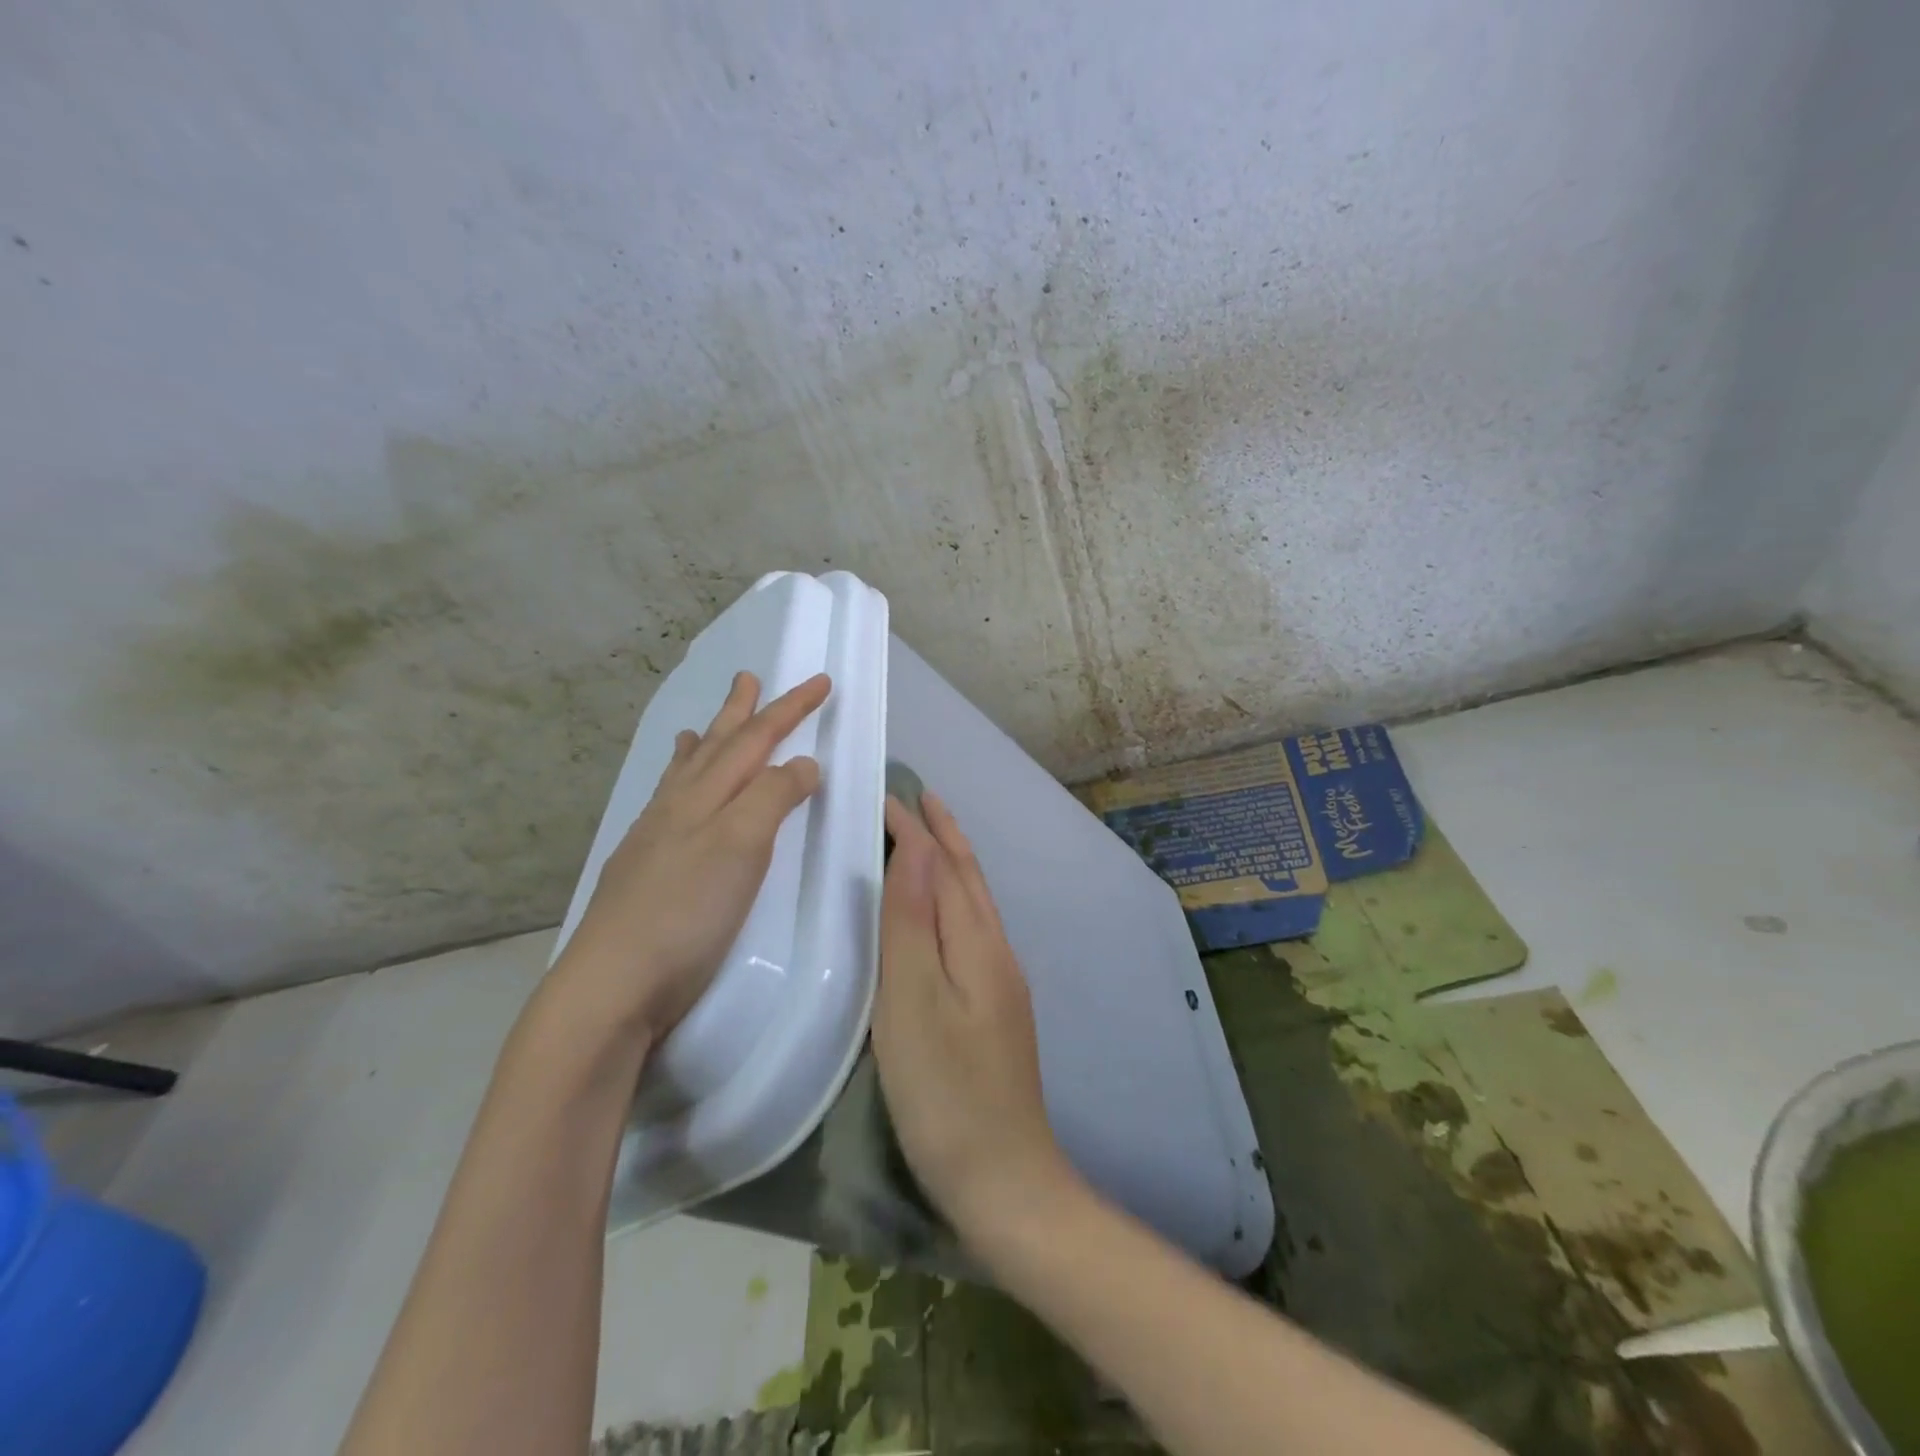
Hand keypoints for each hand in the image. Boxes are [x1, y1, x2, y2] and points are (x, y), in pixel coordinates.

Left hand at [547, 670, 831, 1046]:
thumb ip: (772, 797)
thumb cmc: (687, 912)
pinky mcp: (643, 869)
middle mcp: (678, 807)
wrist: (613, 983)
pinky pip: (666, 806)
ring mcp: (654, 838)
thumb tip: (802, 763)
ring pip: (683, 775)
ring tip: (701, 725)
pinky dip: (677, 788)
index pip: (756, 740)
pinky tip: (672, 798)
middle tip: (748, 677)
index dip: (790, 709)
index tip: (821, 681)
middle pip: (715, 746)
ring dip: (701, 744)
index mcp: (705, 796)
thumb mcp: (741, 846)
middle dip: (740, 712)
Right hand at [872, 791, 1068, 1241]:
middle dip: (945, 835)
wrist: (1004, 1180)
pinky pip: (970, 933)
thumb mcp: (915, 1003)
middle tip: (918, 799)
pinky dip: (952, 903)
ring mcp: (1000, 984)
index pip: (946, 867)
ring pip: (973, 905)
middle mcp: (996, 953)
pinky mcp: (993, 1011)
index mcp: (978, 944)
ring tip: (925, 842)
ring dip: (951, 865)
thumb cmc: (946, 1093)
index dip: (919, 829)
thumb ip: (913, 924)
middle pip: (970, 880)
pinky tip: (937, 917)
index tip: (887, 794)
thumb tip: (920, 849)